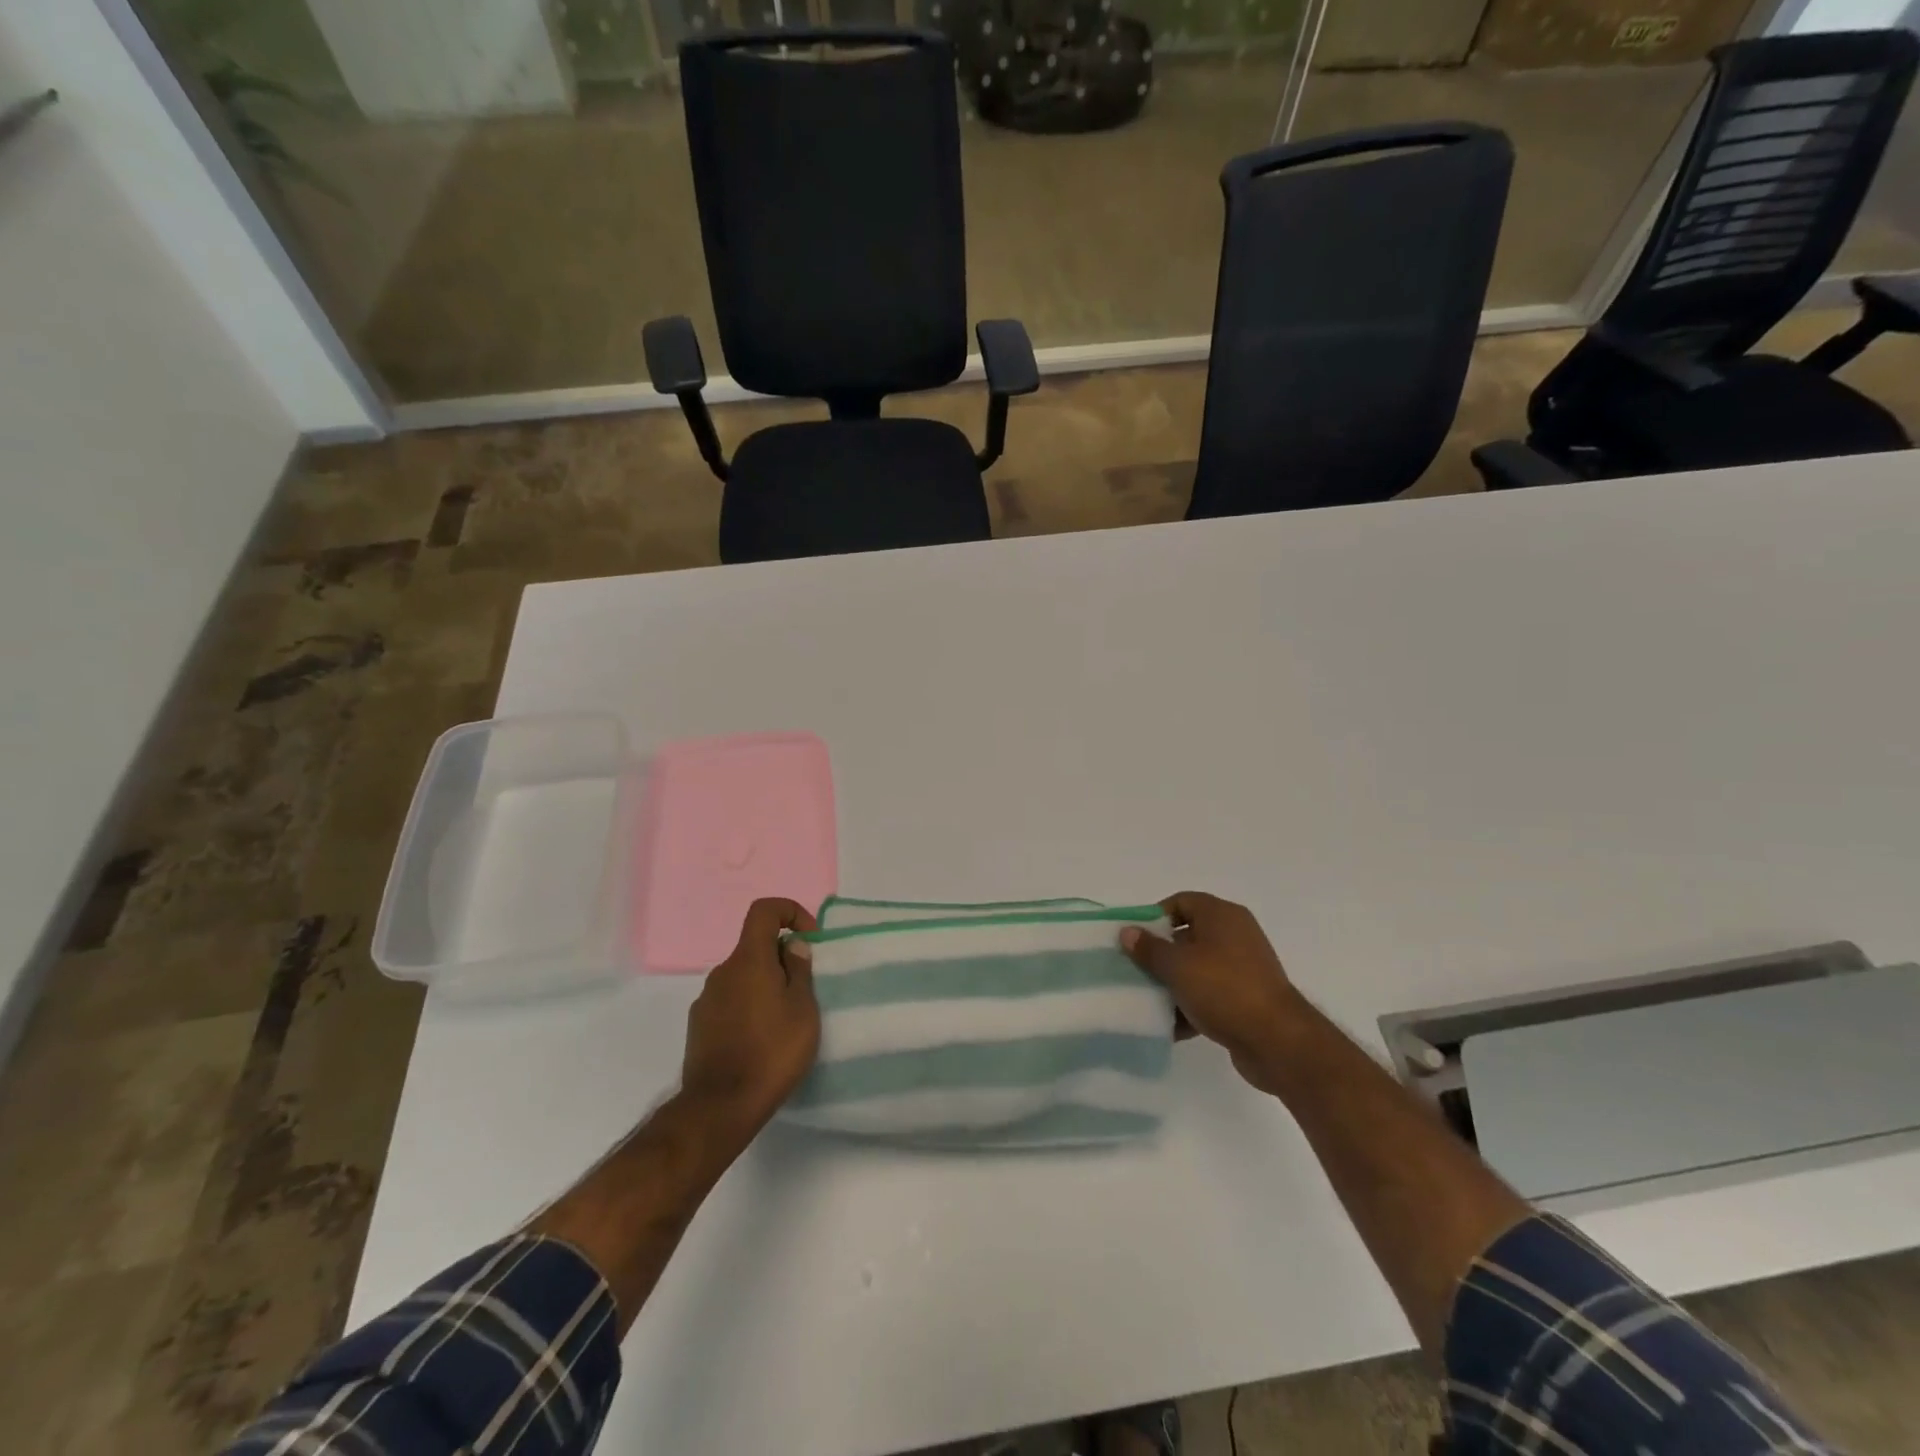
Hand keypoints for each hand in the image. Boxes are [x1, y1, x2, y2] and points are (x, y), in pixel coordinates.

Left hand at [679, 898, 819, 1142]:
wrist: (720, 1107)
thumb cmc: (772, 1052)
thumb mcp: (803, 1010)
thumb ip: (800, 971)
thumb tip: (792, 945)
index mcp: (748, 960)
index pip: (764, 910)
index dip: (789, 912)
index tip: (809, 938)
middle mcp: (722, 972)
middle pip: (755, 947)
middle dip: (781, 958)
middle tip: (804, 990)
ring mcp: (706, 999)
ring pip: (743, 977)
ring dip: (765, 986)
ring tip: (784, 1021)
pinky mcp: (699, 1026)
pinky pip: (730, 1001)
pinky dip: (748, 1007)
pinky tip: (761, 1039)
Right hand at [1120, 892, 1304, 1094]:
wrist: (1277, 1041)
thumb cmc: (1223, 989)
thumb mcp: (1177, 966)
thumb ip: (1149, 948)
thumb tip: (1127, 932)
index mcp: (1222, 916)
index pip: (1181, 902)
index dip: (1154, 917)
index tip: (1134, 939)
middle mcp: (1235, 935)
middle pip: (1187, 936)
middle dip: (1159, 954)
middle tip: (1134, 970)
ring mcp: (1243, 968)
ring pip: (1197, 968)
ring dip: (1172, 984)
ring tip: (1147, 1000)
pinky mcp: (1246, 999)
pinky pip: (1210, 995)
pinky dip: (1191, 1006)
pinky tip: (1169, 1026)